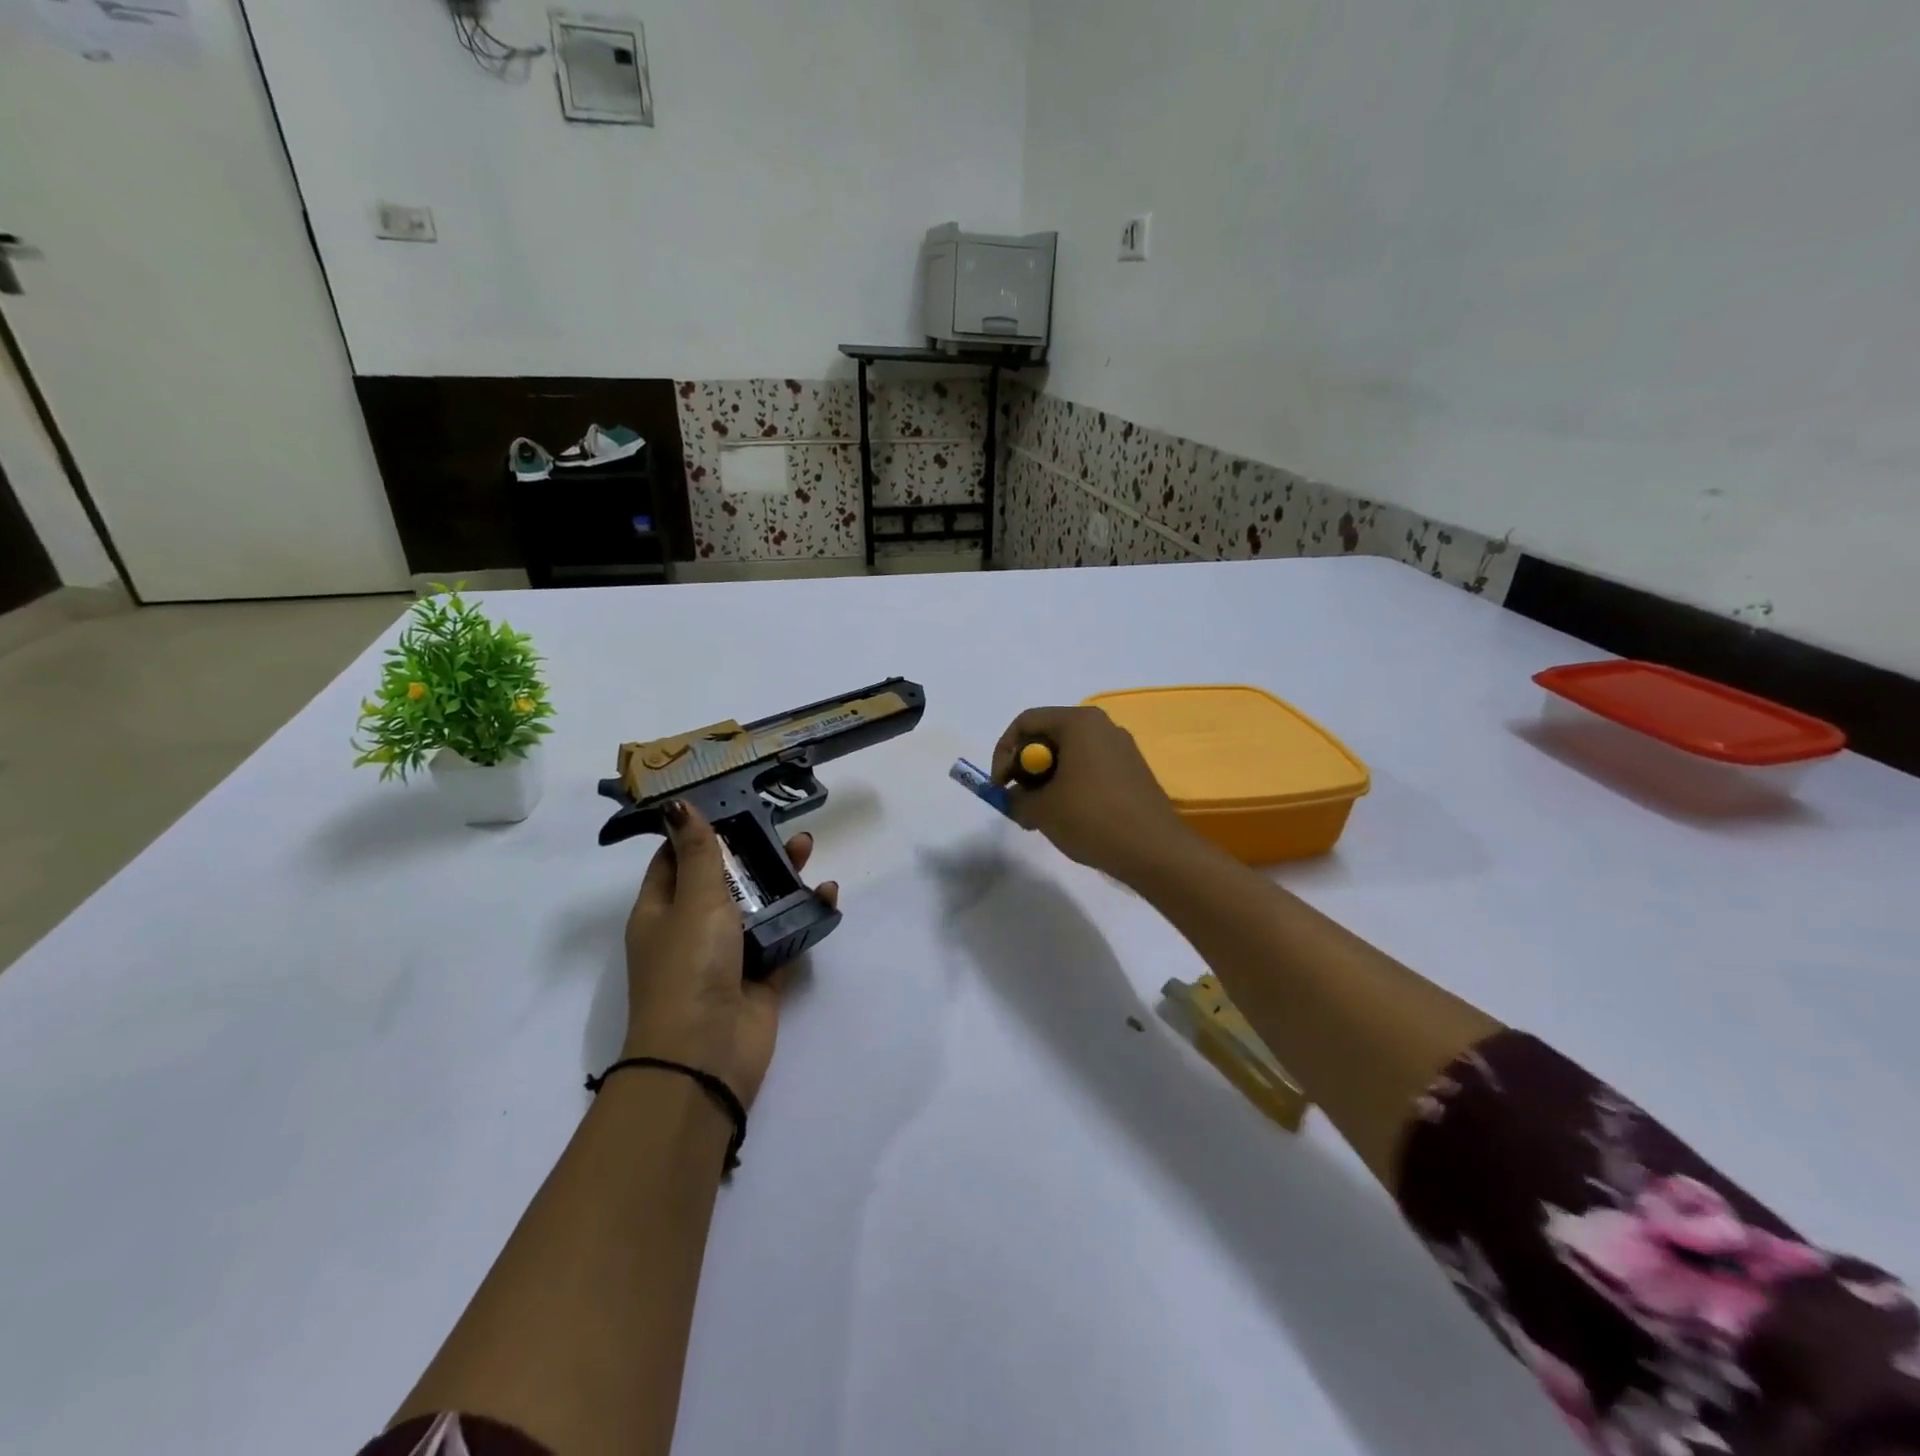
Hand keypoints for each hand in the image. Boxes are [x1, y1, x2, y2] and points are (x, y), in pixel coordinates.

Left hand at [622, 801, 838, 1108]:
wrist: (707, 1054)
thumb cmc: (691, 967)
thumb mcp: (694, 900)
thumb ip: (700, 853)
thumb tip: (677, 805)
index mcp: (661, 910)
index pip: (675, 859)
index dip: (698, 831)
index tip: (729, 801)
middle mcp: (692, 929)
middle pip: (724, 878)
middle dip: (751, 850)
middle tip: (780, 821)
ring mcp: (728, 954)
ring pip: (757, 904)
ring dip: (781, 877)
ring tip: (807, 847)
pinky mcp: (762, 975)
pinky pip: (785, 935)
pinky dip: (804, 915)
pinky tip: (828, 895)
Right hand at [991, 706, 1196, 884]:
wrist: (1155, 851)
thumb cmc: (1092, 819)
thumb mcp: (1041, 810)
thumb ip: (1015, 799)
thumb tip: (1012, 798)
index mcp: (1079, 722)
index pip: (1026, 723)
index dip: (1003, 753)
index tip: (999, 786)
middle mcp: (1102, 726)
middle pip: (1048, 736)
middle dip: (1025, 769)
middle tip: (1017, 802)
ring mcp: (1121, 748)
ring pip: (1069, 755)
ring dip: (1046, 781)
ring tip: (1039, 815)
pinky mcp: (1132, 771)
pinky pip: (1089, 769)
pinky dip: (1070, 786)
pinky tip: (1068, 817)